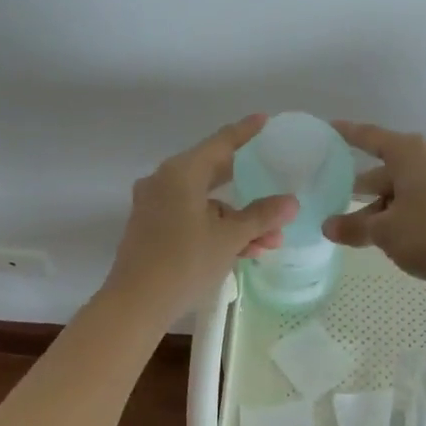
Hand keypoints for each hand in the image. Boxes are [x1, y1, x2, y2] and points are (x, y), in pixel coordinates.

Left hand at [104, 115, 298, 318]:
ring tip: (270, 240)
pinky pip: (192, 218)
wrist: (135, 304)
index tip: (264, 120)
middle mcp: (164, 181)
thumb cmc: (184, 263)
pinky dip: (217, 228)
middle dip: (249, 186)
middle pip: (213, 172)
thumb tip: (291, 201)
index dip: (245, 132)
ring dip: (238, 219)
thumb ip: (261, 216)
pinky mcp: (152, 228)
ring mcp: (155, 206)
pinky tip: (246, 250)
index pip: (221, 143)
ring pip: (206, 202)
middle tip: (274, 176)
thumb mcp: (229, 238)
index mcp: (181, 173)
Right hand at [322, 122, 425, 298]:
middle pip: (385, 169)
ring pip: (402, 188)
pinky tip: (388, 236)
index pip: (369, 137)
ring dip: (380, 207)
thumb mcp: (384, 232)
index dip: (347, 134)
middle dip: (360, 187)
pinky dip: (400, 212)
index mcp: (410, 153)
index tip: (328, 129)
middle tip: (333, 199)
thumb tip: (328, 227)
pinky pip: (419, 200)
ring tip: (356, 230)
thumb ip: (353, 228)